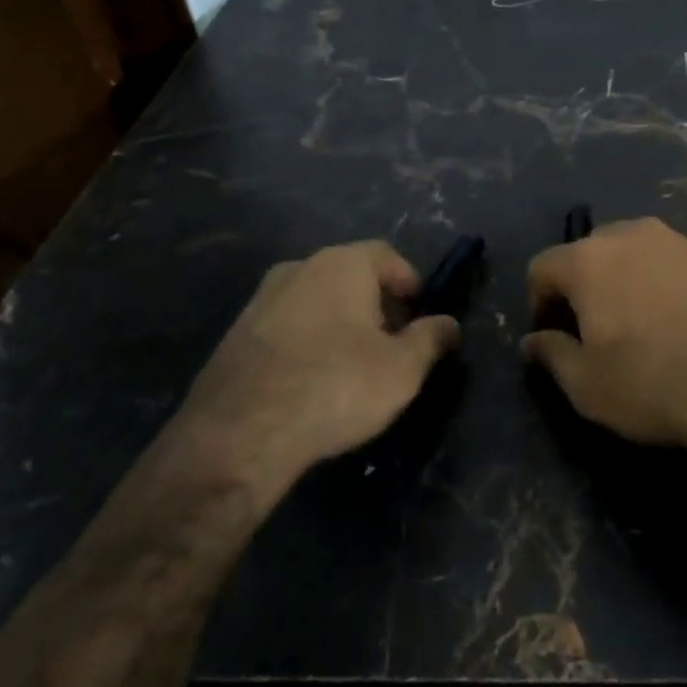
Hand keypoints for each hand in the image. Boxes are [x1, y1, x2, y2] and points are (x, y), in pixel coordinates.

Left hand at [174, 240, 460, 494]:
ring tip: (353, 365)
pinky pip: (287, 326)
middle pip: (350, 275)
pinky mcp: (236, 332)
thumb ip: (430, 339)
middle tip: (391, 343)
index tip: (419, 314)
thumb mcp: (402, 369)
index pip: (386, 255)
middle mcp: (300, 267)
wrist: (241, 431)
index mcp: (342, 264)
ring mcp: (262, 299)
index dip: (409, 282)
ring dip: (339, 323)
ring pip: (316, 300)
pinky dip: (306, 341)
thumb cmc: (336, 386)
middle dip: (376, 303)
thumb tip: (449, 324)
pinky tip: (312, 380)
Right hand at [522, 217, 686, 470]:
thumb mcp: (587, 386)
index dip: (538, 302)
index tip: (552, 336)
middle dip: (580, 287)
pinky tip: (675, 321)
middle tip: (592, 329)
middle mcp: (626, 235)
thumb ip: (551, 356)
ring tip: (637, 324)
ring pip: (629, 253)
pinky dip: (658, 283)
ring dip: (621, 281)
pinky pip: (666, 262)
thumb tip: (532, 341)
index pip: (542, 267)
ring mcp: (673, 239)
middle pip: (586, 253)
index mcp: (586, 260)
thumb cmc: (654, 382)